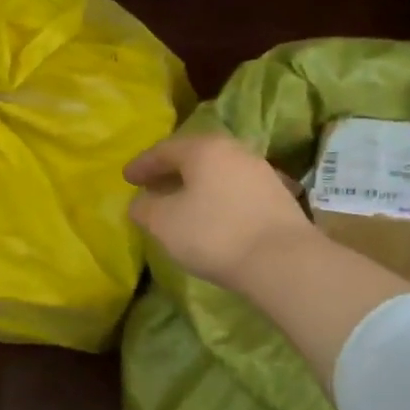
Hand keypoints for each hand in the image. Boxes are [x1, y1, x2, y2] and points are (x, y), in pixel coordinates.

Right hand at [125, 132, 318, 292]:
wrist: (283, 261)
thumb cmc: (214, 234)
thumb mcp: (164, 223)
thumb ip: (144, 208)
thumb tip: (141, 201)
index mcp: (204, 148)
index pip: (164, 150)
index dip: (142, 165)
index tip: (126, 178)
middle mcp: (234, 150)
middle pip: (193, 156)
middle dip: (169, 171)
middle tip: (151, 185)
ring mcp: (260, 171)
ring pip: (216, 172)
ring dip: (195, 184)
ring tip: (179, 202)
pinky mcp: (277, 195)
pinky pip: (234, 188)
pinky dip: (215, 196)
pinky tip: (210, 215)